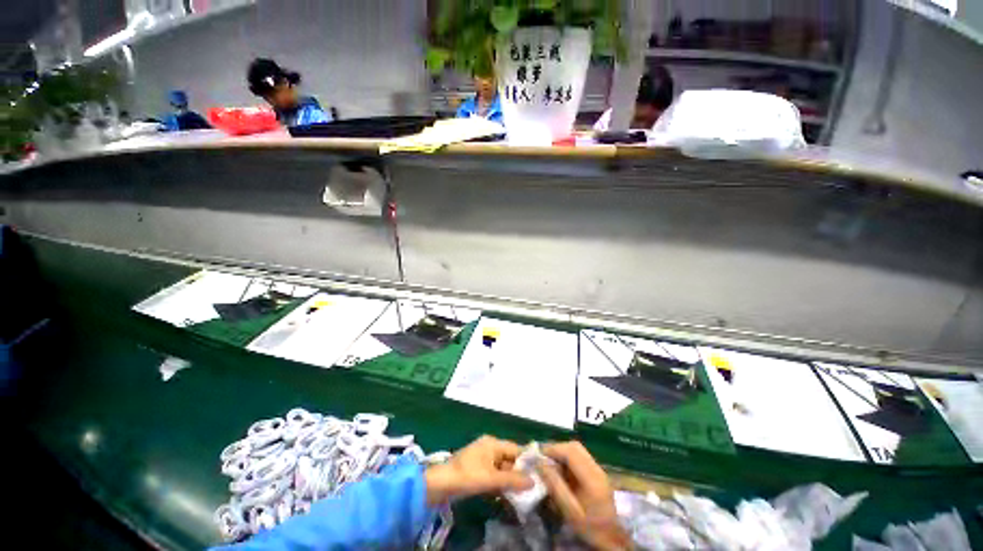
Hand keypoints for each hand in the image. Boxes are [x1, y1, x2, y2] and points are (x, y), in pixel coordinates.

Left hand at [425, 435, 533, 505]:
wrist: (439, 484)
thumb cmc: (467, 476)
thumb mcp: (491, 479)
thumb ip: (512, 480)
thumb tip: (534, 481)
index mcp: (492, 443)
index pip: (516, 449)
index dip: (527, 461)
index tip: (540, 473)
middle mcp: (489, 447)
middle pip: (509, 458)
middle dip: (519, 472)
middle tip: (533, 487)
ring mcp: (482, 458)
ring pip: (502, 467)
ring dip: (510, 479)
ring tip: (522, 494)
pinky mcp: (476, 469)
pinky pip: (494, 474)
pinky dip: (500, 482)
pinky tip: (506, 494)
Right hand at [539, 441, 629, 550]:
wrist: (611, 539)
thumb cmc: (589, 527)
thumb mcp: (569, 511)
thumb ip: (555, 486)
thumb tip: (540, 464)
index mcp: (592, 478)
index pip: (571, 452)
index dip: (553, 449)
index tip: (538, 454)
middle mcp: (597, 468)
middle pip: (574, 447)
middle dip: (556, 448)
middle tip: (542, 457)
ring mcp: (598, 469)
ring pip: (577, 450)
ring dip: (561, 452)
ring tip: (549, 462)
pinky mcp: (597, 472)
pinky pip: (579, 456)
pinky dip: (567, 457)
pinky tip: (560, 468)